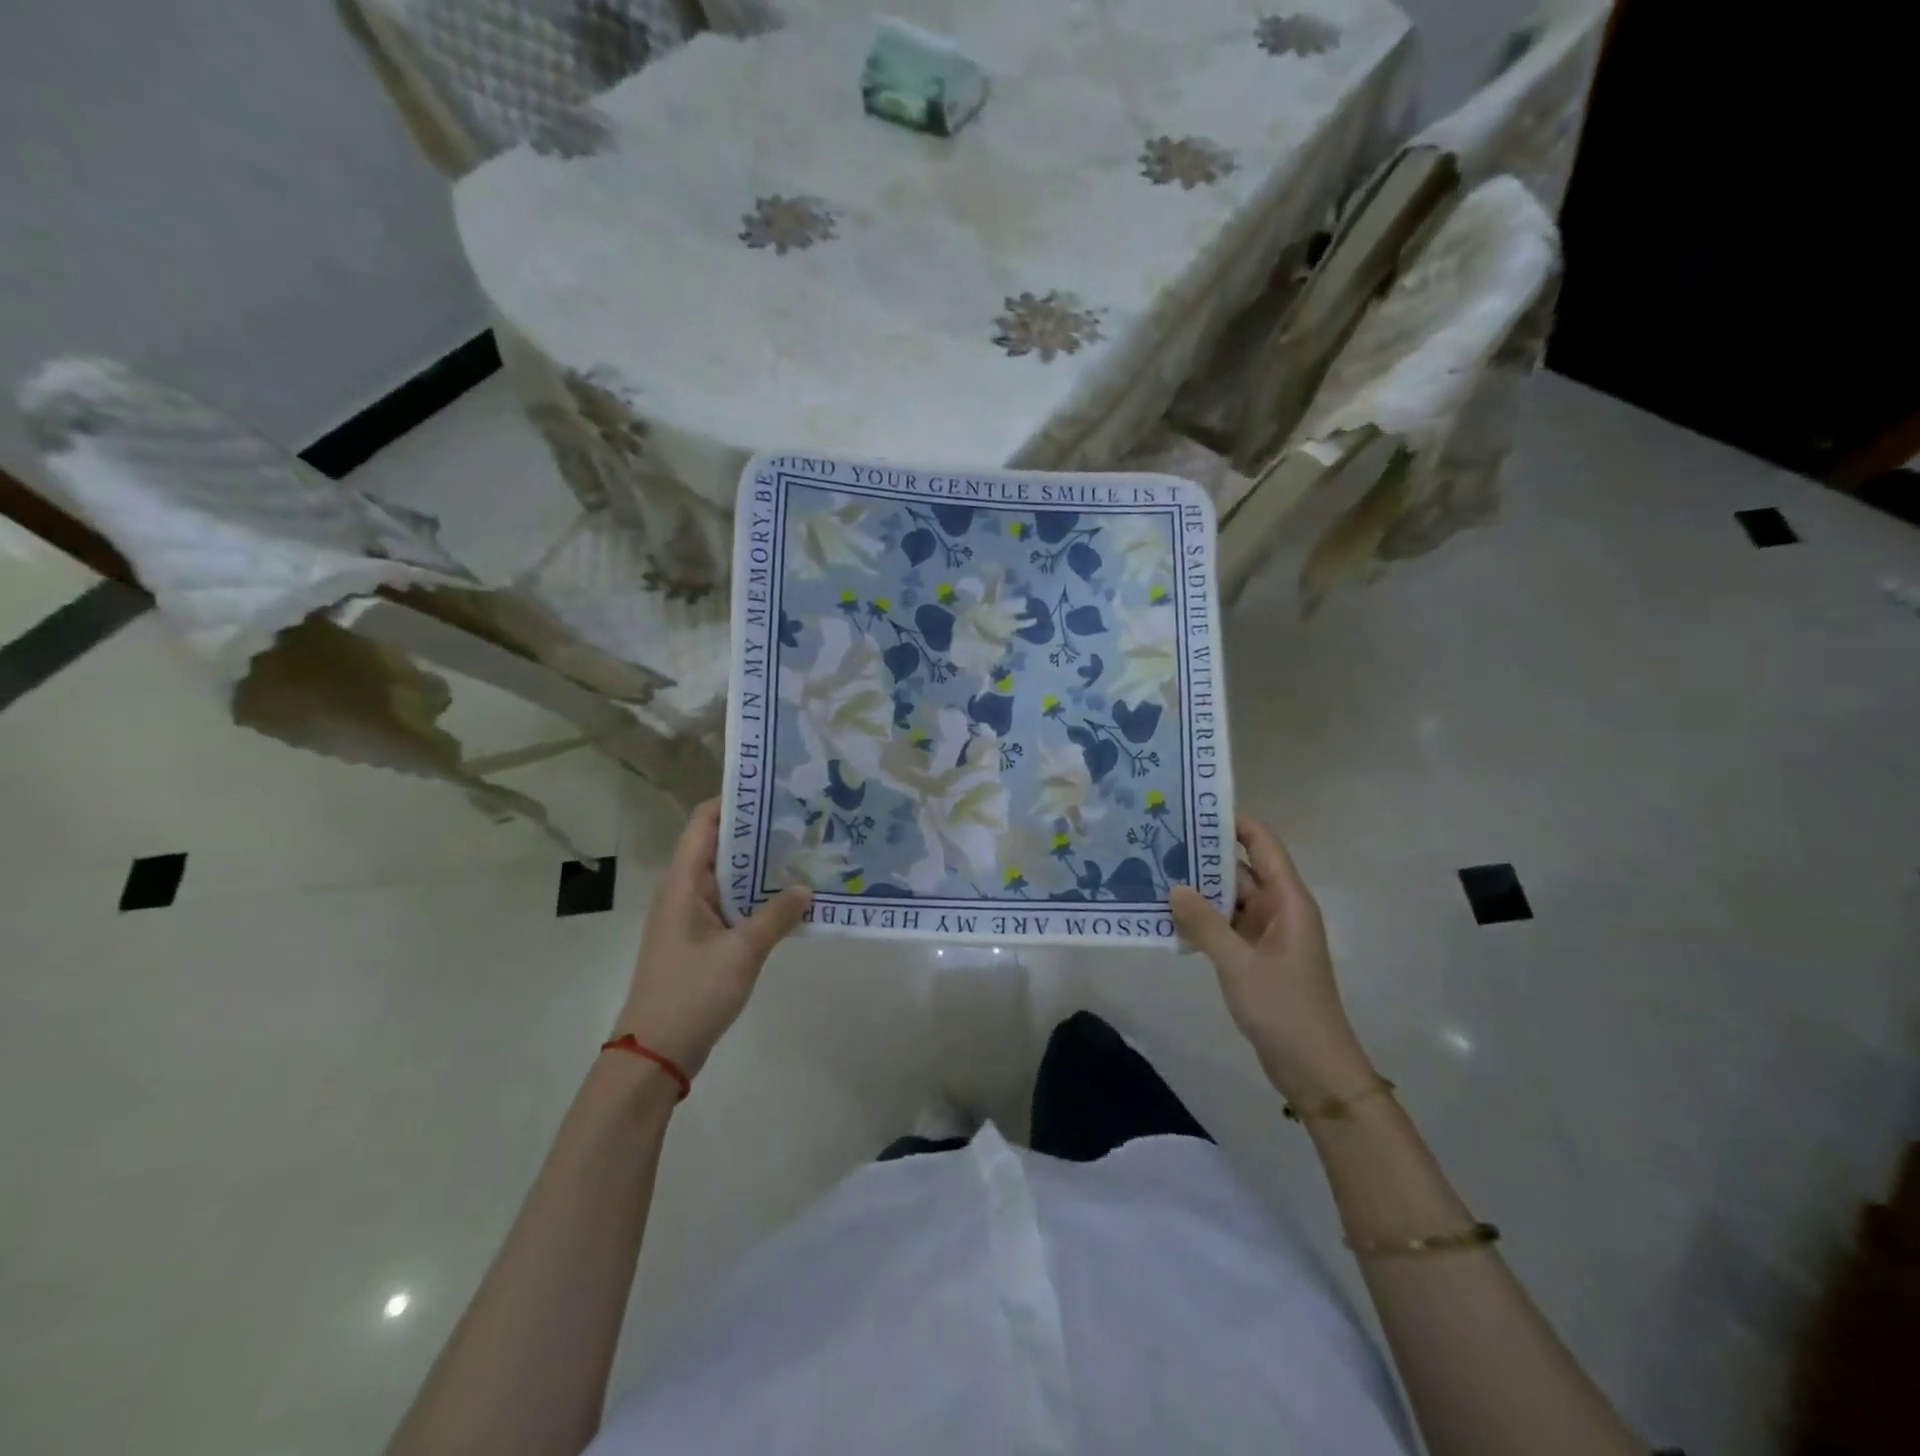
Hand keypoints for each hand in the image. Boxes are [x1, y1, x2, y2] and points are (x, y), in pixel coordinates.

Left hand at [612, 800, 811, 1076]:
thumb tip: (806, 887)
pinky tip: (792, 899)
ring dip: (762, 866)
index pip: (704, 822)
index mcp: (684, 883)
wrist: (655, 1053)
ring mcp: (693, 916)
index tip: (774, 790)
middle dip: (759, 831)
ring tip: (806, 851)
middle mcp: (685, 891)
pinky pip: (733, 904)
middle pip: (721, 845)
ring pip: (730, 877)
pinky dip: (758, 896)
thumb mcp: (742, 952)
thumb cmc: (692, 993)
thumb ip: (776, 916)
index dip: (734, 801)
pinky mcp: (703, 939)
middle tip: (804, 818)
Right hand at [1169, 814, 1373, 1102]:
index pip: (1262, 844)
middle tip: (1160, 838)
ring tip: (1155, 871)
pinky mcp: (1257, 956)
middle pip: (1242, 868)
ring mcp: (1268, 934)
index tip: (1194, 807)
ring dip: (1200, 889)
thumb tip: (1174, 886)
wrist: (1314, 1070)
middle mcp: (1280, 909)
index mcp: (1289, 901)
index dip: (1234, 821)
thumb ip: (1204, 923)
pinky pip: (1227, 925)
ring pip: (1231, 898)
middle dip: (1205, 855)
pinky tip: (1169, 916)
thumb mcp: (1238, 964)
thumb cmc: (1284, 1009)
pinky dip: (1203, 919)